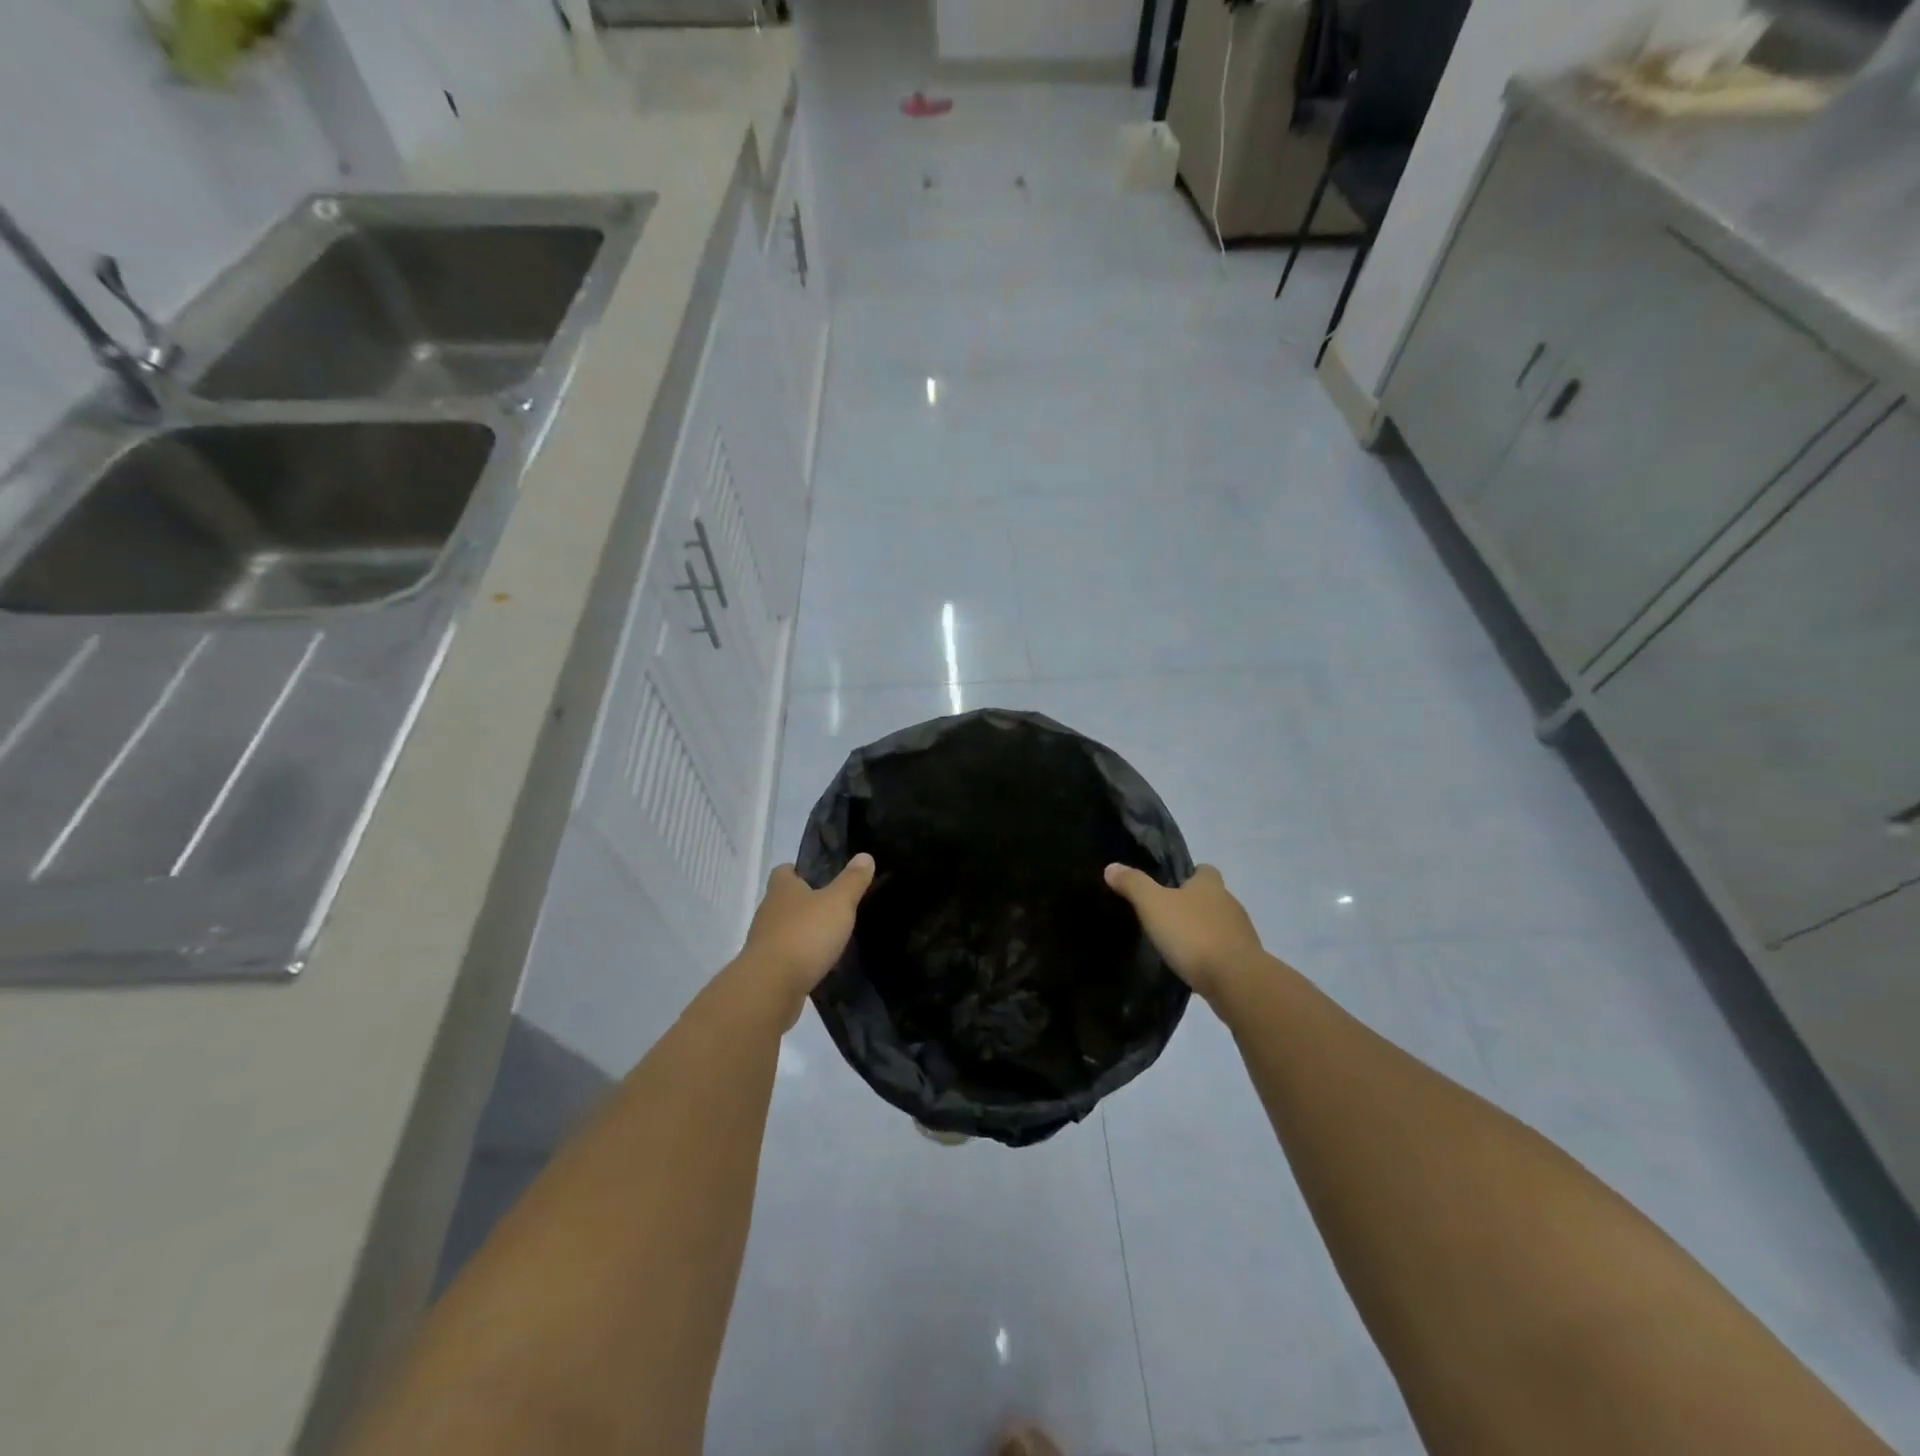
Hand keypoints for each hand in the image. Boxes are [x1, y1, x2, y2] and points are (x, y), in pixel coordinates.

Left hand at [740, 855, 875, 1025]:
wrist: (771, 987)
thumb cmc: (805, 934)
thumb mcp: (838, 903)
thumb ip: (852, 880)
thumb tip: (865, 856)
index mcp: (782, 889)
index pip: (784, 871)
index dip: (799, 870)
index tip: (820, 876)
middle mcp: (768, 911)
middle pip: (785, 900)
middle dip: (805, 903)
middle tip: (833, 907)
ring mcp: (764, 941)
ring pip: (785, 929)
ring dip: (803, 932)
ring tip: (831, 937)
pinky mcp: (767, 969)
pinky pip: (786, 957)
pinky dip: (801, 958)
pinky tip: (820, 964)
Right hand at [1104, 863, 1267, 1003]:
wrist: (1236, 981)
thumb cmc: (1193, 934)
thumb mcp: (1153, 905)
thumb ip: (1133, 884)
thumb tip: (1112, 867)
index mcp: (1210, 885)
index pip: (1204, 870)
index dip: (1189, 875)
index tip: (1170, 886)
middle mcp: (1230, 904)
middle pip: (1212, 898)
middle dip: (1193, 905)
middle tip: (1166, 917)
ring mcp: (1242, 934)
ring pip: (1219, 925)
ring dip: (1202, 932)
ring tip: (1177, 945)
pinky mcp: (1246, 961)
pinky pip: (1225, 952)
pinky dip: (1211, 956)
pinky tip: (1193, 967)